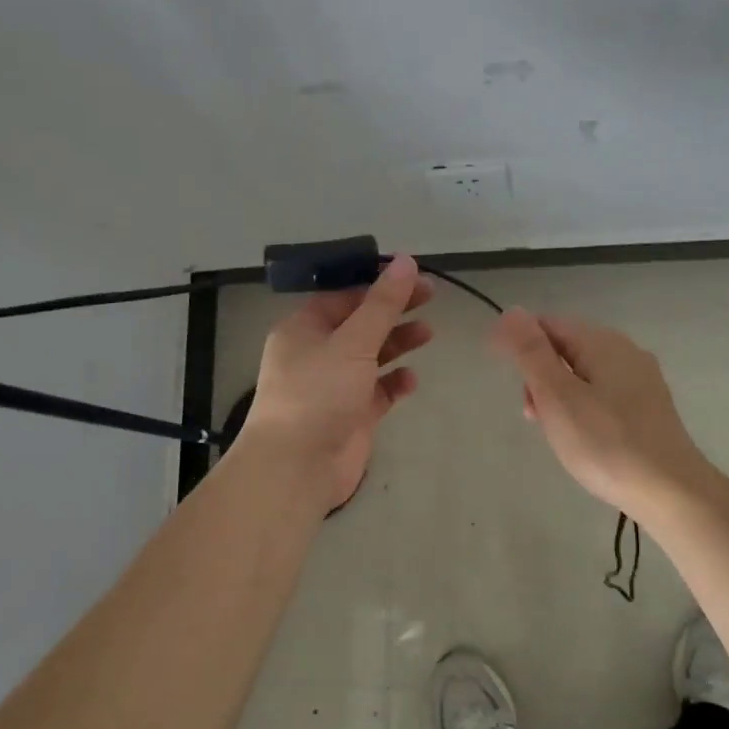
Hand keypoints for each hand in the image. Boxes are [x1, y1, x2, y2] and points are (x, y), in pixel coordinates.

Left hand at [238, 255, 434, 510]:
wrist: (297, 467)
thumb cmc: (319, 394)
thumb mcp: (352, 342)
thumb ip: (383, 304)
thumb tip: (406, 261)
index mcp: (304, 328)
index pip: (343, 295)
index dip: (378, 283)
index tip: (413, 275)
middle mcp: (317, 354)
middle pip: (361, 323)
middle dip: (394, 310)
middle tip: (431, 296)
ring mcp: (334, 386)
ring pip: (371, 356)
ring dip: (398, 343)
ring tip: (429, 333)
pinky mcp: (351, 416)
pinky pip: (377, 391)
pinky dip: (394, 383)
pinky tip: (412, 379)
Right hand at [490, 309, 709, 520]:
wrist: (670, 491)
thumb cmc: (605, 444)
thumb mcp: (557, 396)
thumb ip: (531, 352)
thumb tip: (510, 312)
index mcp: (602, 342)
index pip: (548, 324)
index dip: (520, 345)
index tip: (507, 379)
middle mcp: (626, 352)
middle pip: (566, 349)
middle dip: (540, 376)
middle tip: (533, 415)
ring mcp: (641, 380)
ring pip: (584, 375)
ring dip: (559, 396)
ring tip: (555, 433)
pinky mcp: (648, 408)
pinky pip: (603, 395)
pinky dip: (582, 409)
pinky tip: (584, 439)